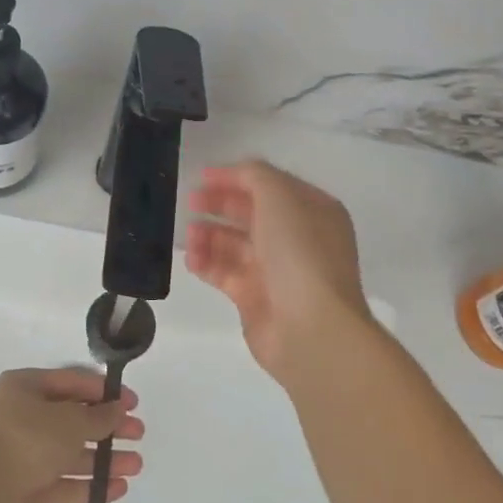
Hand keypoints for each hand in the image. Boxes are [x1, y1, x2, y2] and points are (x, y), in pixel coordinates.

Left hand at [0, 368, 144, 502]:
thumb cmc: (27, 440)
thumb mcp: (70, 421)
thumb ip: (98, 417)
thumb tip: (118, 409)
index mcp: (26, 387)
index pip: (72, 382)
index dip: (104, 392)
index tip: (133, 403)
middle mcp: (23, 416)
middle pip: (73, 418)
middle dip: (108, 427)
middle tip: (138, 434)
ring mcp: (24, 453)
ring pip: (70, 452)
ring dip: (103, 459)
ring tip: (136, 466)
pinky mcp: (26, 487)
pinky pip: (62, 482)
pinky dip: (88, 484)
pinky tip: (118, 489)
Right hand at [185, 159, 372, 379]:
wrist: (310, 327)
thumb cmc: (299, 252)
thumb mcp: (280, 196)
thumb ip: (254, 176)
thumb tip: (233, 175)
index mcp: (312, 210)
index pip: (270, 185)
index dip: (236, 177)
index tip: (202, 176)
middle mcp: (297, 238)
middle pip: (250, 213)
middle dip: (219, 204)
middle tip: (190, 201)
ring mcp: (276, 270)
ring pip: (234, 244)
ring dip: (209, 235)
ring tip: (189, 235)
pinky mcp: (256, 298)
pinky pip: (225, 273)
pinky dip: (207, 264)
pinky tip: (192, 259)